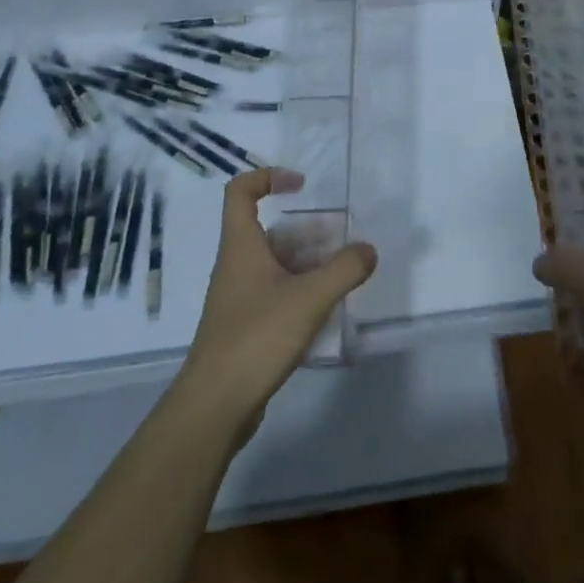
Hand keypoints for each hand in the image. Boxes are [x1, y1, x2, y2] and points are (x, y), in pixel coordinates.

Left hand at [175, 167, 377, 431]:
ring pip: (275, 265)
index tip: (302, 186)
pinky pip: (275, 294)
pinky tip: (326, 309)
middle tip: (340, 241)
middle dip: (307, 231)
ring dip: (307, 263)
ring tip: (342, 274)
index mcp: (241, 246)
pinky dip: (300, 292)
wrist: (215, 405)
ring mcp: (238, 298)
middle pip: (269, 231)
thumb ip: (344, 270)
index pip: (240, 191)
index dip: (268, 177)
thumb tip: (368, 250)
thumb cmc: (256, 336)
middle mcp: (235, 265)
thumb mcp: (309, 298)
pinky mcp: (244, 327)